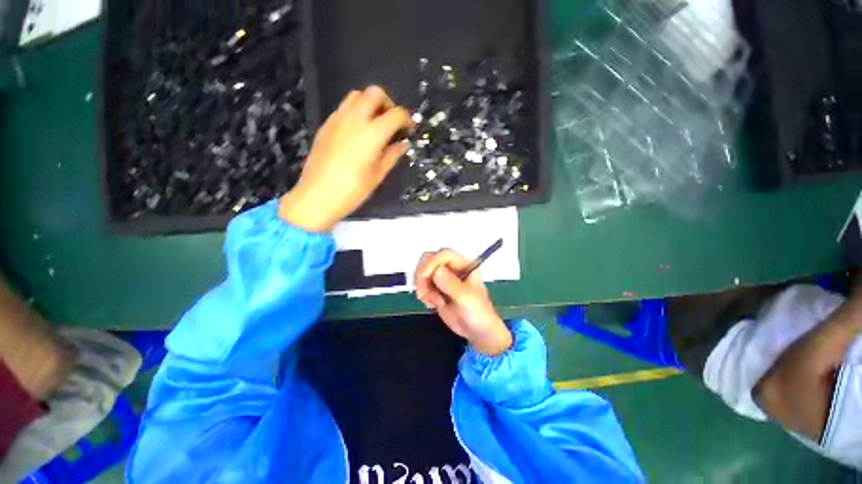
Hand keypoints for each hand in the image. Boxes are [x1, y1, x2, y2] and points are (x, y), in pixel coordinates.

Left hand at [278, 86, 409, 231]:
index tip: (408, 129)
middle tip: (391, 122)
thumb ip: (392, 155)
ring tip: (375, 125)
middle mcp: (355, 119)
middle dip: (388, 103)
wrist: (316, 196)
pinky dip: (355, 112)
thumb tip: (402, 144)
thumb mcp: (377, 175)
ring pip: (356, 96)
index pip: (395, 114)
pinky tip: (357, 132)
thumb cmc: (352, 190)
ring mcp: (337, 120)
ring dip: (370, 104)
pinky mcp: (326, 125)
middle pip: (374, 93)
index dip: (406, 119)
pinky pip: (343, 108)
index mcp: (372, 133)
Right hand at [415, 249, 512, 355]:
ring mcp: (443, 277)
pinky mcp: (436, 288)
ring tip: (432, 301)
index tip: (425, 278)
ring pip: (423, 271)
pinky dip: (423, 293)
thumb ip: (451, 283)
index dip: (432, 262)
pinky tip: (432, 304)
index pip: (444, 254)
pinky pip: (422, 284)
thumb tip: (436, 270)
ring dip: (422, 286)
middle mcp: (452, 267)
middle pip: (429, 259)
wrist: (477, 331)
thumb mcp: (466, 298)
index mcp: (464, 264)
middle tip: (424, 292)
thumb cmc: (477, 312)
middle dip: (423, 274)